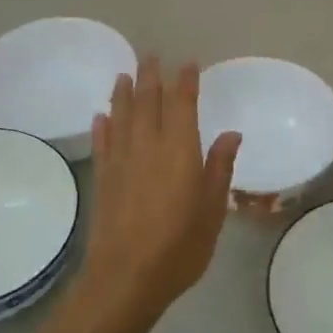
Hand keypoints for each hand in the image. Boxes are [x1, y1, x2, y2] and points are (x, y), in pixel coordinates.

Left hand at [79, 57, 240, 323]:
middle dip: (150, 76)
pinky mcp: (103, 177)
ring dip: (123, 93)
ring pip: (121, 116)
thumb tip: (231, 133)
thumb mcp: (213, 210)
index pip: (182, 104)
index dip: (185, 81)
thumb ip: (220, 168)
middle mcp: (147, 145)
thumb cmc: (180, 245)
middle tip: (150, 56)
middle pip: (147, 101)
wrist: (127, 276)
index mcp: (180, 149)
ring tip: (124, 75)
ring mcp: (121, 160)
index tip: (188, 63)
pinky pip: (102, 142)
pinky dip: (102, 126)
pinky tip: (101, 116)